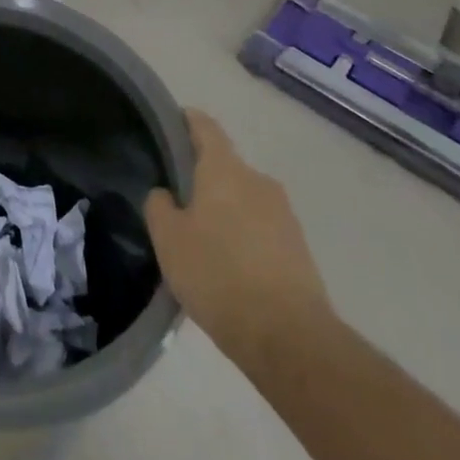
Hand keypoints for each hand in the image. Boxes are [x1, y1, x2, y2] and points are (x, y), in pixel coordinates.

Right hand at [145, 108, 332, 369]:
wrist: (290, 338)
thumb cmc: (217, 274)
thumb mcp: (168, 238)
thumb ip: (159, 206)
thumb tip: (166, 194)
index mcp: (224, 168)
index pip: (204, 126)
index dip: (185, 120)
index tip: (168, 126)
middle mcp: (258, 181)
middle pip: (225, 166)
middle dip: (202, 178)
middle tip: (177, 201)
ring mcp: (285, 215)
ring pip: (245, 200)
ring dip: (225, 211)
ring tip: (203, 240)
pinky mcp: (301, 250)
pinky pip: (263, 230)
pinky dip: (245, 238)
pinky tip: (229, 268)